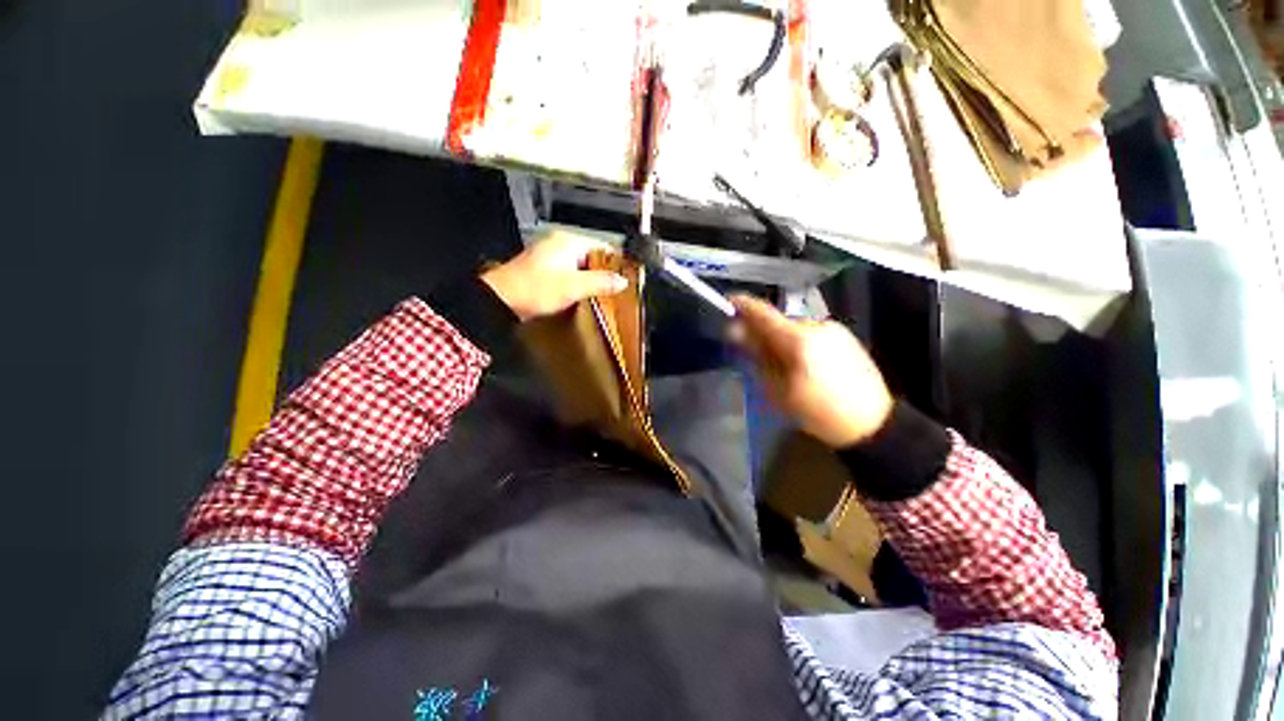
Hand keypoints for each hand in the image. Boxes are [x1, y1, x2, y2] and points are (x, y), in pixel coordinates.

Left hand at [481, 229, 628, 320]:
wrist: (501, 301)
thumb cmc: (535, 289)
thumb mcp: (573, 287)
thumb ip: (601, 282)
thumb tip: (622, 281)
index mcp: (568, 242)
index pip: (602, 247)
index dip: (616, 262)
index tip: (627, 276)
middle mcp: (560, 244)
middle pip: (592, 256)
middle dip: (605, 272)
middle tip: (618, 288)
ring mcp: (551, 256)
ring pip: (581, 265)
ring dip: (592, 278)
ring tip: (605, 293)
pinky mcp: (545, 270)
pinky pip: (570, 273)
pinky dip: (579, 282)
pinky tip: (584, 294)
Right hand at [730, 294, 892, 447]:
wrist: (872, 423)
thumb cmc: (818, 413)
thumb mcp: (778, 390)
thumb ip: (756, 356)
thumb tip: (736, 332)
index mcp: (798, 340)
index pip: (763, 313)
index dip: (742, 305)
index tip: (727, 303)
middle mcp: (816, 326)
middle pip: (777, 320)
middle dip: (760, 330)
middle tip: (750, 349)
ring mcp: (833, 329)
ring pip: (793, 327)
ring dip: (779, 337)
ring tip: (779, 363)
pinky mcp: (844, 336)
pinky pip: (810, 333)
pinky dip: (797, 342)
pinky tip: (800, 363)